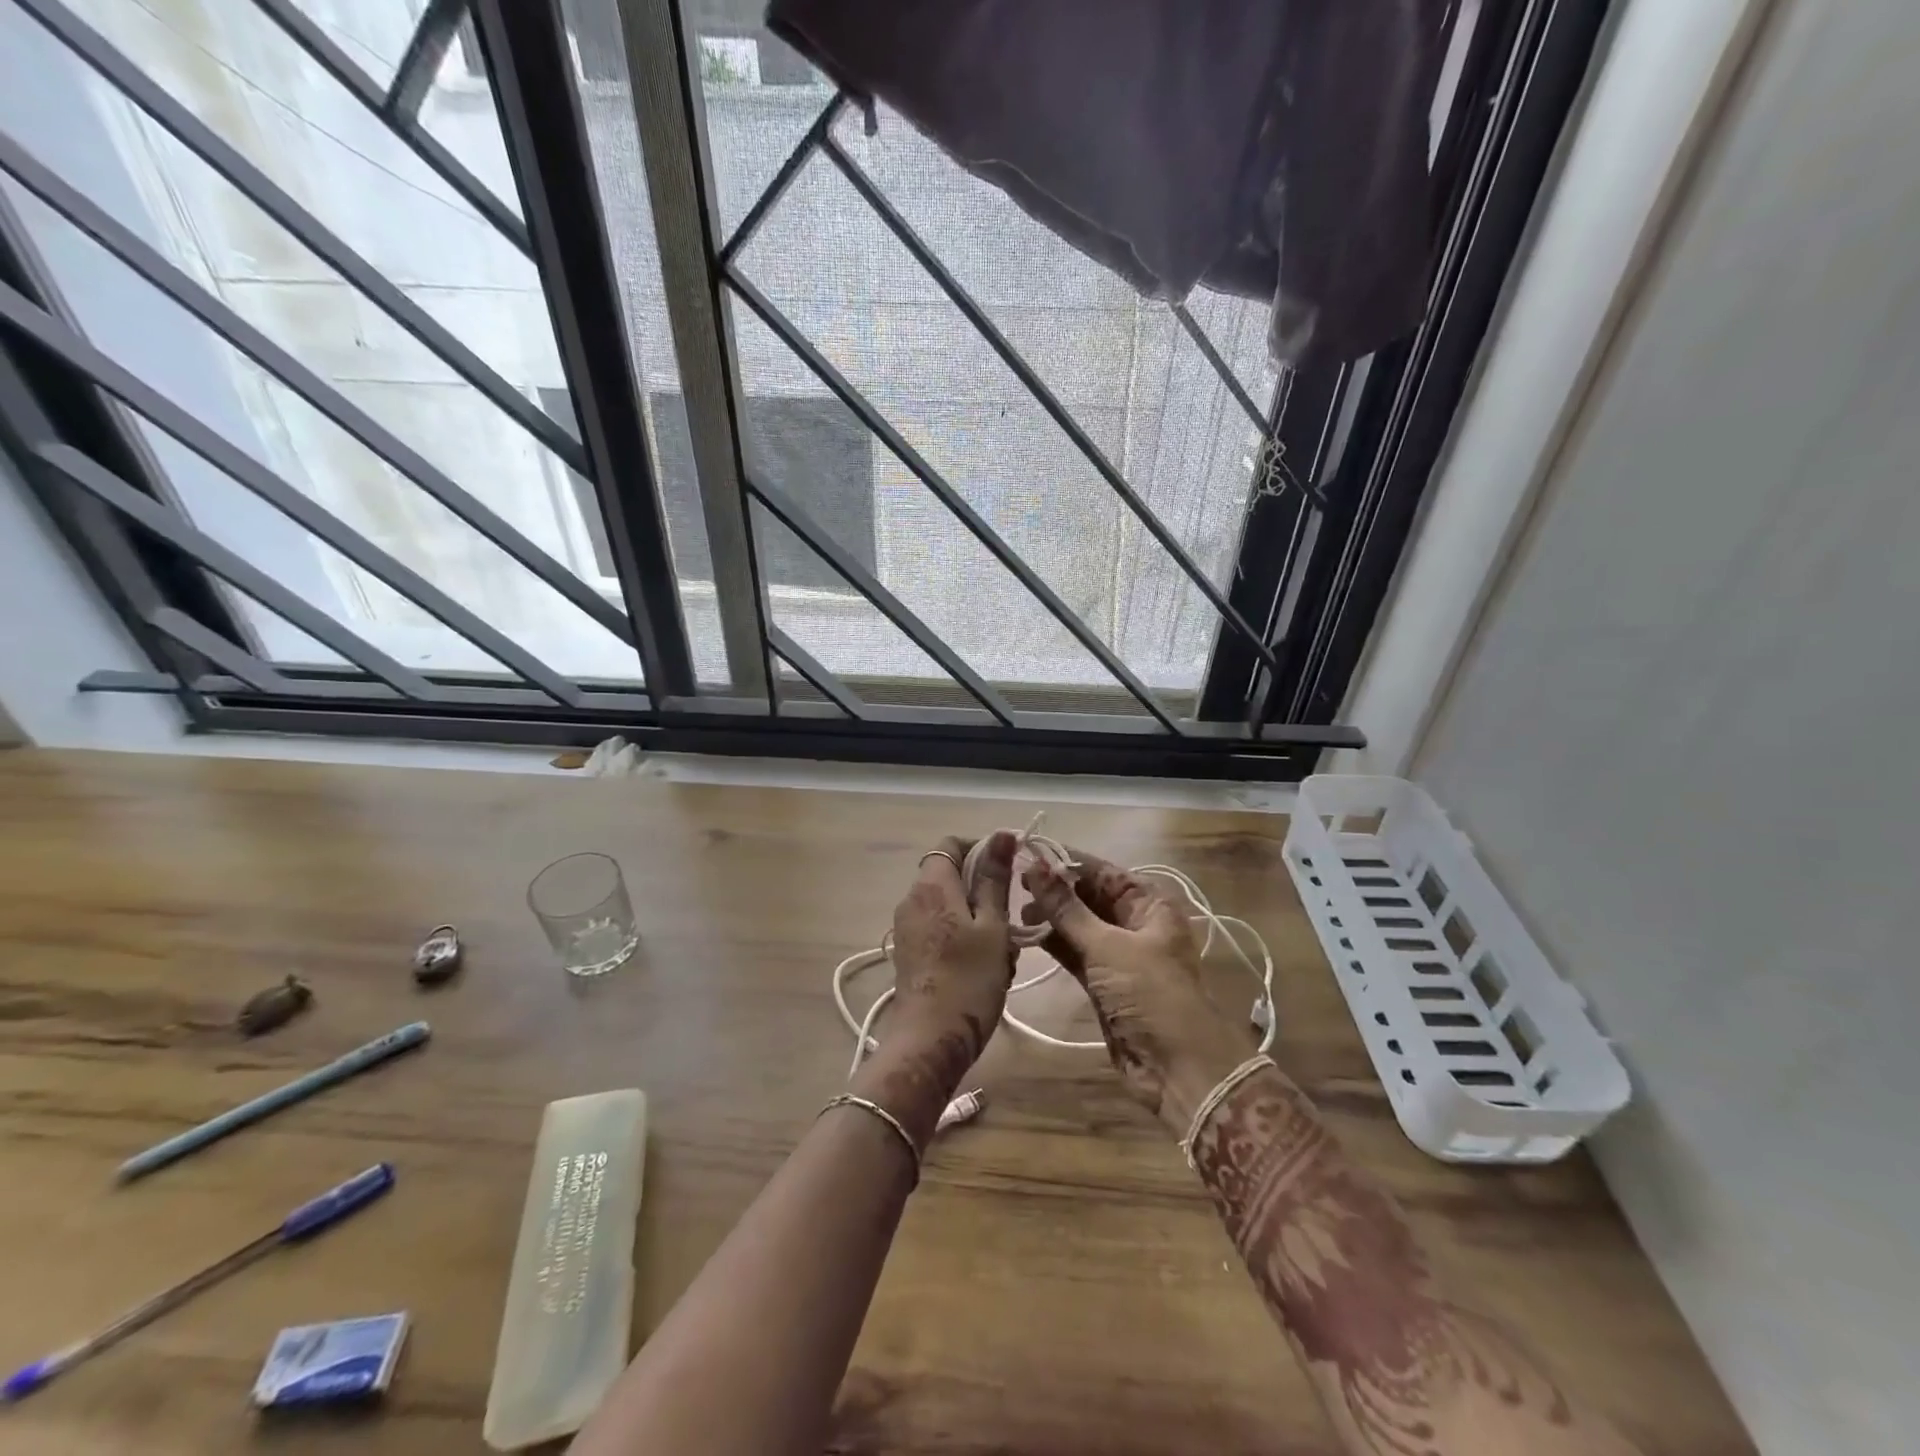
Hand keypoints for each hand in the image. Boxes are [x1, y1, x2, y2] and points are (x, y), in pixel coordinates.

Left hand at [851, 833, 1015, 1142]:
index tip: (1011, 868)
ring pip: (951, 905)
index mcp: (931, 885)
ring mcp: (907, 927)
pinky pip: (941, 928)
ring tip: (1004, 951)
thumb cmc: (969, 981)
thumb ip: (995, 879)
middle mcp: (912, 899)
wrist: (929, 1042)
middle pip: (952, 876)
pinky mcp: (910, 952)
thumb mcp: (992, 927)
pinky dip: (965, 937)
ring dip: (980, 919)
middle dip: (986, 891)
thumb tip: (1002, 834)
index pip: (952, 844)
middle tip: (1013, 920)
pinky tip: (986, 967)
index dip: (982, 848)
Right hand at [1022, 849, 1250, 1131]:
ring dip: (1051, 916)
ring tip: (1015, 910)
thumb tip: (1033, 867)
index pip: (1102, 871)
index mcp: (1149, 904)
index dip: (1065, 861)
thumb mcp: (1107, 946)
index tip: (1026, 852)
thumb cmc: (1150, 994)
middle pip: (1090, 896)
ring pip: (1079, 924)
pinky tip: (1026, 934)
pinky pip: (1075, 952)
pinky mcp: (1104, 982)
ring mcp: (1119, 954)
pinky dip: (1054, 942)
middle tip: (1014, 883)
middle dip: (1055, 889)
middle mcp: (1135, 923)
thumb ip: (1066, 908)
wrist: (1179, 1068)